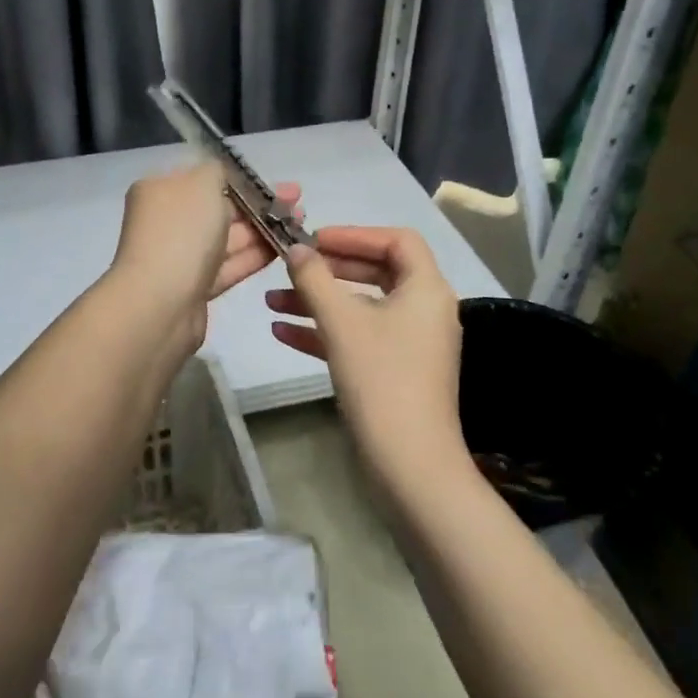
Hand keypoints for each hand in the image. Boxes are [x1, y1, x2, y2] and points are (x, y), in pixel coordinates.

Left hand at [106, 161, 301, 353]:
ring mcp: (181, 257)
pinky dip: (256, 256)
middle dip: (259, 204)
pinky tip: (287, 248)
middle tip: (298, 201)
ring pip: (228, 238)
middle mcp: (168, 221)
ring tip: (301, 223)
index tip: (273, 181)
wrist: (159, 303)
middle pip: (219, 208)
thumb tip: (223, 175)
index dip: (240, 178)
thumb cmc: (181, 232)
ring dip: (264, 229)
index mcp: (160, 190)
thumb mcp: (202, 183)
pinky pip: (229, 266)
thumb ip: (218, 171)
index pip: (203, 178)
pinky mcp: (195, 287)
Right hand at [266, 226, 469, 490]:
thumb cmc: (380, 378)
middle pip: (376, 272)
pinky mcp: (396, 370)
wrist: (409, 462)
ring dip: (318, 301)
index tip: (315, 240)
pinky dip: (325, 331)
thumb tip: (295, 248)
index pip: (397, 240)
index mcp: (426, 289)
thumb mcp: (341, 322)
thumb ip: (314, 278)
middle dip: (328, 270)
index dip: (354, 234)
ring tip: (271, 301)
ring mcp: (411, 343)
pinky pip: (359, 338)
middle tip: (292, 267)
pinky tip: (282, 333)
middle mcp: (424, 310)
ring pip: (361, 308)